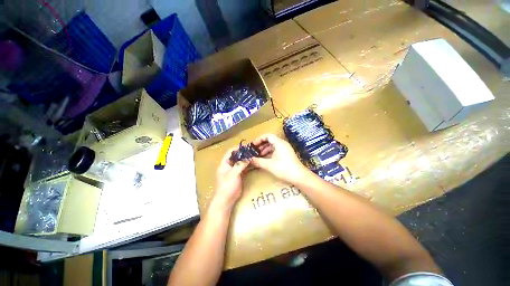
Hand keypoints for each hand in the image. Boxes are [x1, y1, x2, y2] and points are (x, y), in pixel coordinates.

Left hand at [212, 147, 248, 211]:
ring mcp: (233, 171)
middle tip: (252, 150)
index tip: (245, 146)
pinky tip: (253, 163)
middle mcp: (228, 166)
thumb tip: (248, 157)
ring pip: (240, 162)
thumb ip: (240, 165)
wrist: (226, 200)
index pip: (230, 152)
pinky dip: (247, 165)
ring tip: (254, 155)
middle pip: (236, 157)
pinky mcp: (238, 175)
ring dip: (246, 159)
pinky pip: (243, 168)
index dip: (237, 148)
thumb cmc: (227, 186)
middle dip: (243, 153)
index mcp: (224, 164)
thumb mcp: (233, 174)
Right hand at [251, 133, 308, 183]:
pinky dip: (269, 153)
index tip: (253, 145)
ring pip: (272, 146)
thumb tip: (249, 159)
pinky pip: (276, 150)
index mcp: (279, 143)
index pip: (267, 135)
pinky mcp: (286, 154)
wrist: (299, 177)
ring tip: (258, 156)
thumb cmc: (284, 168)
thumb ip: (258, 161)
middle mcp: (282, 144)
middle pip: (269, 140)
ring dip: (264, 150)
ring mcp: (285, 149)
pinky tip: (265, 159)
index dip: (259, 139)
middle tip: (254, 151)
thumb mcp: (269, 165)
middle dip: (261, 145)